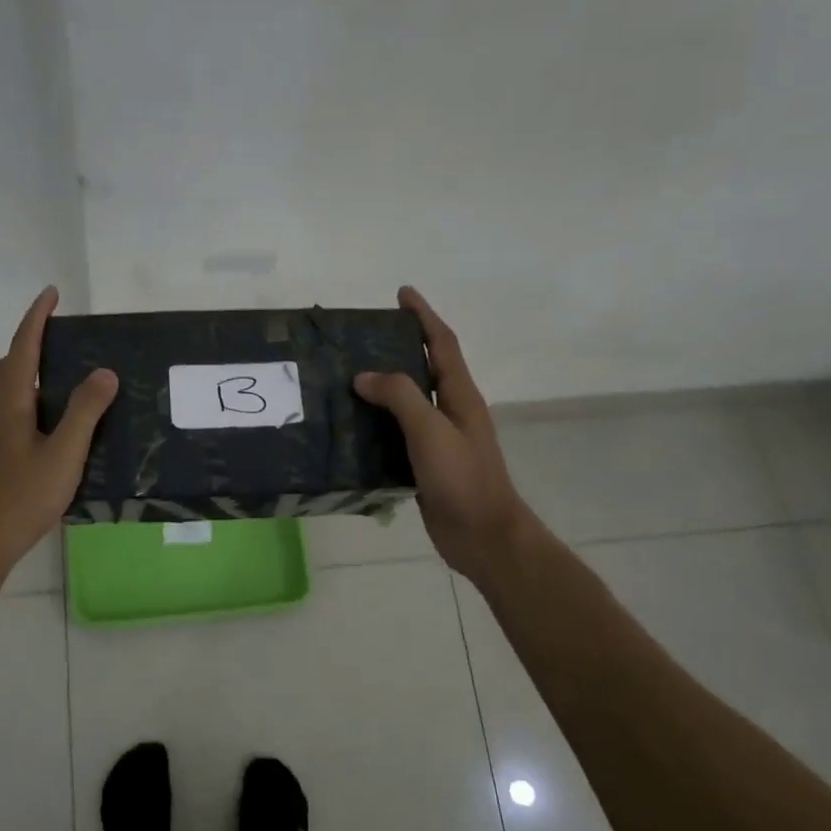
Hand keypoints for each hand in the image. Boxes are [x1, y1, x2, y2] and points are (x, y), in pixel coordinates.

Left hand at [0, 287, 117, 572]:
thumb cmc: (22, 496)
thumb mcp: (63, 454)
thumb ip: (84, 412)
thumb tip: (104, 372)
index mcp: (11, 404)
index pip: (23, 349)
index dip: (36, 318)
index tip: (51, 293)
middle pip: (5, 367)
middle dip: (28, 346)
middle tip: (60, 344)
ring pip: (6, 392)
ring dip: (29, 375)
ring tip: (66, 384)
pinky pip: (12, 414)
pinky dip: (32, 404)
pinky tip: (56, 428)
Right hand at [353, 287, 543, 586]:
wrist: (482, 536)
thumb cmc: (463, 479)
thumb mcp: (431, 431)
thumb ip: (400, 397)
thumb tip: (363, 376)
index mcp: (460, 396)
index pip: (441, 344)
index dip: (423, 316)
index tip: (402, 293)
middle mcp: (451, 412)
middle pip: (425, 368)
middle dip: (400, 347)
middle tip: (363, 336)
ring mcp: (439, 439)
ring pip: (409, 401)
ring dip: (384, 385)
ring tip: (348, 374)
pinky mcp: (425, 464)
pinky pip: (398, 432)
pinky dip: (378, 421)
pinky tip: (353, 424)